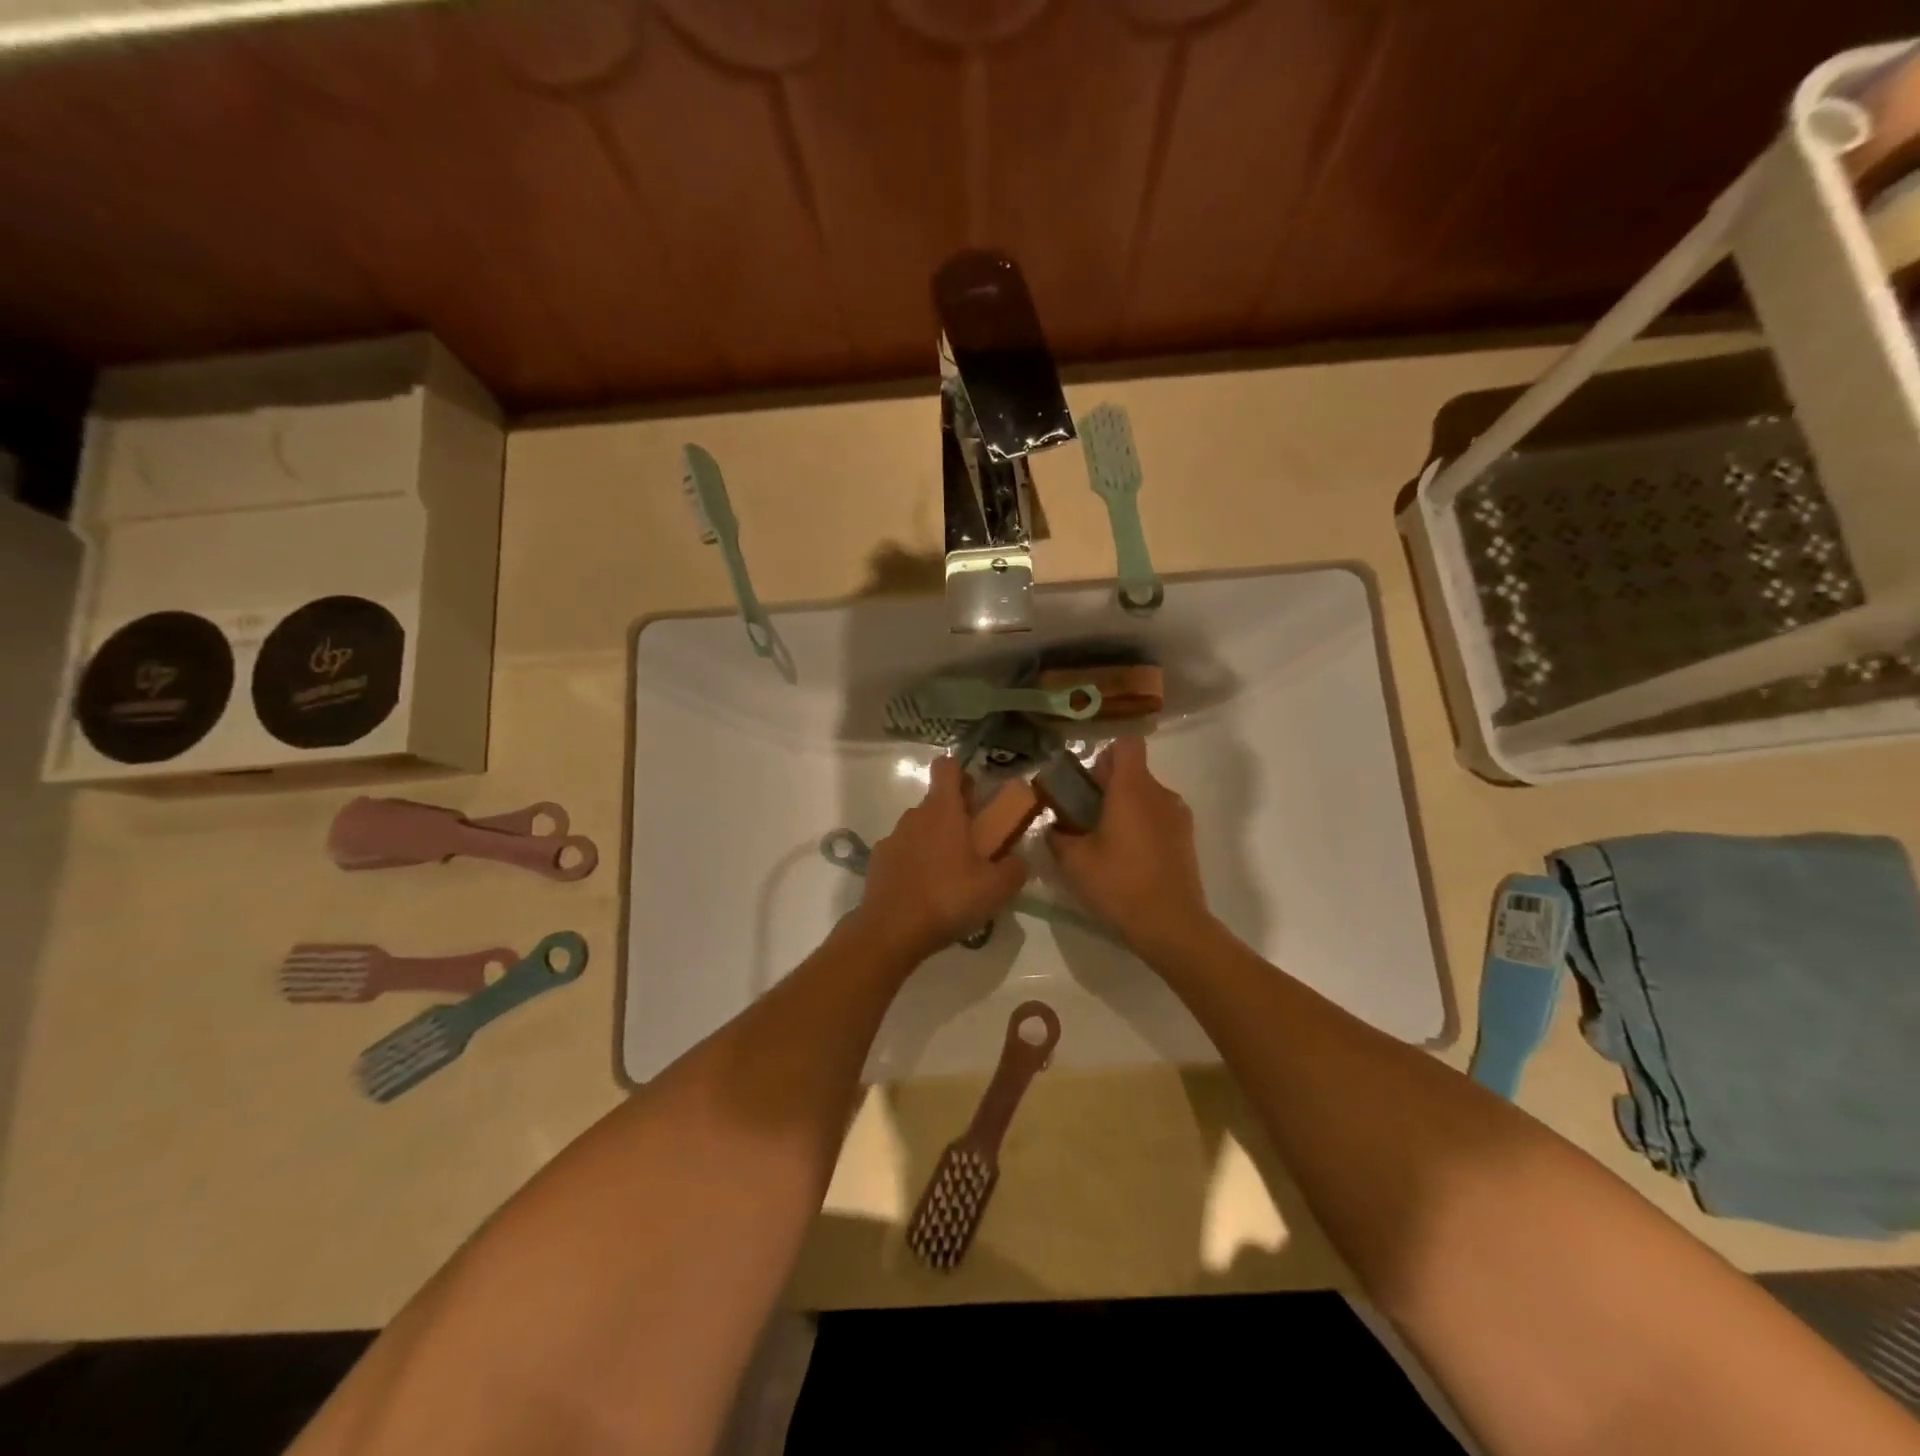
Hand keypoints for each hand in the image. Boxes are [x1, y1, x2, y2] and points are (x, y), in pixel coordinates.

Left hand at [854, 756, 1029, 961]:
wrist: (891, 931)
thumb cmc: (948, 898)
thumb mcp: (996, 888)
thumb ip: (1014, 869)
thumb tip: (1018, 861)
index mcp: (943, 810)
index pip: (947, 767)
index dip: (962, 773)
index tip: (975, 794)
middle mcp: (914, 816)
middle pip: (936, 801)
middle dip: (955, 816)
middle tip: (975, 846)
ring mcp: (892, 838)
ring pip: (919, 828)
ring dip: (935, 841)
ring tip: (951, 876)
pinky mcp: (877, 862)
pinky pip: (903, 853)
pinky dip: (915, 863)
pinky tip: (925, 892)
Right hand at [1048, 736, 1213, 956]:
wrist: (1172, 925)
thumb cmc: (1119, 884)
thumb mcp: (1074, 861)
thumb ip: (1058, 835)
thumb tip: (1055, 827)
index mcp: (1132, 789)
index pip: (1126, 744)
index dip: (1104, 755)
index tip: (1087, 782)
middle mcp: (1160, 794)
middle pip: (1133, 771)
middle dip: (1106, 786)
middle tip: (1083, 818)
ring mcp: (1178, 816)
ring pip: (1146, 796)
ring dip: (1124, 807)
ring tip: (1104, 842)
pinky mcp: (1186, 839)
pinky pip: (1158, 817)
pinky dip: (1141, 826)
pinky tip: (1127, 859)